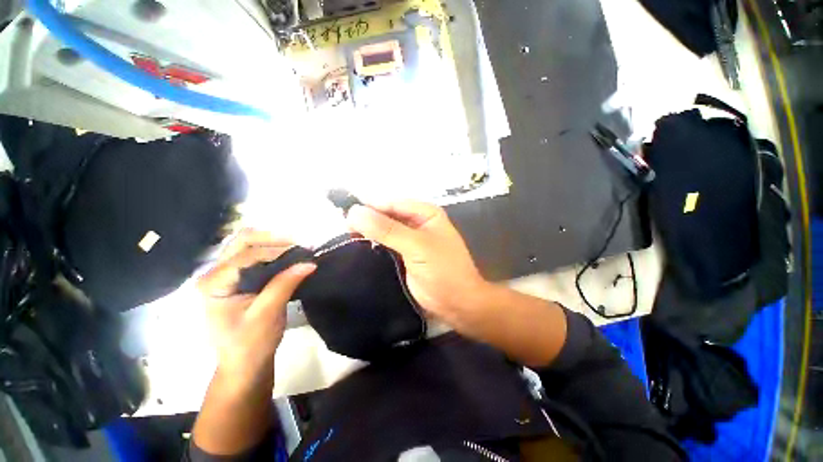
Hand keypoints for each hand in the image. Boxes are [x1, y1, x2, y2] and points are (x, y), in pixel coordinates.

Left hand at [197, 229, 315, 384]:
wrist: (244, 363)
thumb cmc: (250, 344)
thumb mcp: (268, 315)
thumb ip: (285, 285)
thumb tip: (309, 263)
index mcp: (214, 284)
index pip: (247, 256)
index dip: (277, 251)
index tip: (305, 252)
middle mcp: (215, 273)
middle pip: (243, 240)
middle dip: (274, 239)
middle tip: (300, 245)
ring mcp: (226, 273)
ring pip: (249, 243)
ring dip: (274, 242)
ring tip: (297, 249)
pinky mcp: (238, 277)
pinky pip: (255, 254)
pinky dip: (274, 250)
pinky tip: (289, 256)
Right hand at [346, 201, 490, 329]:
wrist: (457, 304)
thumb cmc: (443, 270)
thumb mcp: (417, 246)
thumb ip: (387, 229)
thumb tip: (354, 211)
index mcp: (425, 213)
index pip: (392, 203)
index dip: (370, 206)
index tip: (345, 216)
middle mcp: (416, 223)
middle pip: (387, 215)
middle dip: (367, 221)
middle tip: (344, 231)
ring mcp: (409, 241)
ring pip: (383, 231)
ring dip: (368, 234)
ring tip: (346, 240)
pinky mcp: (403, 256)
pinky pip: (384, 246)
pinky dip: (372, 247)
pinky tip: (357, 250)